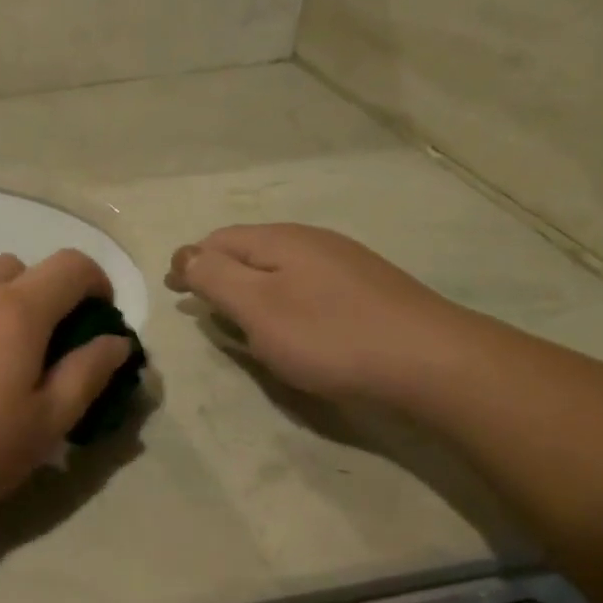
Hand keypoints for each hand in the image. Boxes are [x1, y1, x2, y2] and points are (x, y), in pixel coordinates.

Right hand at [166, 225, 459, 402]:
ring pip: (278, 269)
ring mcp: (344, 264)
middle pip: (248, 250)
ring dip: (250, 288)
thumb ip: (215, 277)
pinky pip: (306, 286)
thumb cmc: (329, 335)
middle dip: (219, 273)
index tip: (173, 293)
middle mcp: (311, 241)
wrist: (430, 362)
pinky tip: (291, 327)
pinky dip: (282, 300)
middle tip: (202, 308)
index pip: (217, 240)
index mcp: (280, 240)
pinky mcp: (366, 291)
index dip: (189, 263)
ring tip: (240, 320)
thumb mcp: (257, 307)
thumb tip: (185, 254)